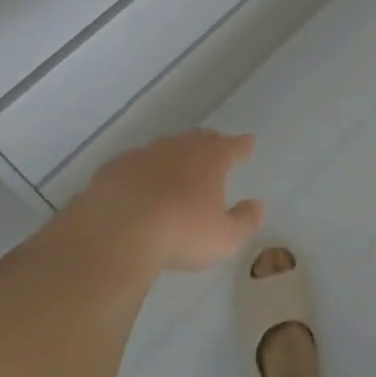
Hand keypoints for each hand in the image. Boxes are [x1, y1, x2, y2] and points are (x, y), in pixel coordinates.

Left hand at [80, 128, 264, 272]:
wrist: (119, 229)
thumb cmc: (180, 232)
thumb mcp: (224, 238)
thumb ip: (245, 221)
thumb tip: (258, 206)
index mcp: (211, 160)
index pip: (234, 146)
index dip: (243, 145)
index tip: (249, 142)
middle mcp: (180, 148)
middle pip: (200, 138)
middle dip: (211, 142)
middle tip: (216, 146)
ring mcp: (146, 153)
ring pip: (167, 146)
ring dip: (176, 153)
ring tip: (179, 164)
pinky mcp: (117, 166)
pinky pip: (137, 163)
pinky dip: (144, 169)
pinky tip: (141, 182)